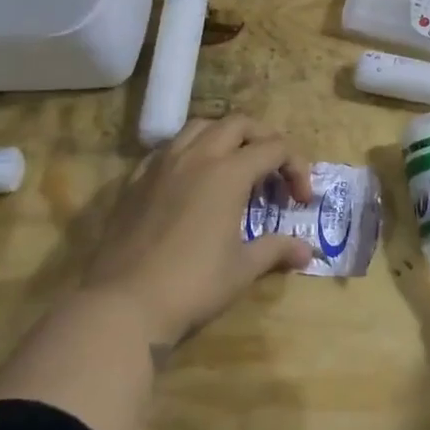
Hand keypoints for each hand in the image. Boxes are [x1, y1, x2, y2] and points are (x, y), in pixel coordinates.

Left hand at [81, 115, 315, 350]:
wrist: (122, 305)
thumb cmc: (192, 285)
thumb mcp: (242, 270)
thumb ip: (276, 249)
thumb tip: (307, 251)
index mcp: (228, 173)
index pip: (274, 148)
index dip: (296, 168)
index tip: (301, 201)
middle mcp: (196, 157)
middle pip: (238, 124)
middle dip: (264, 139)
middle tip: (274, 170)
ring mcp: (161, 165)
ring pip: (199, 127)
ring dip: (225, 137)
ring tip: (234, 166)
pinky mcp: (135, 181)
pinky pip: (168, 149)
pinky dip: (189, 153)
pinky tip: (191, 181)